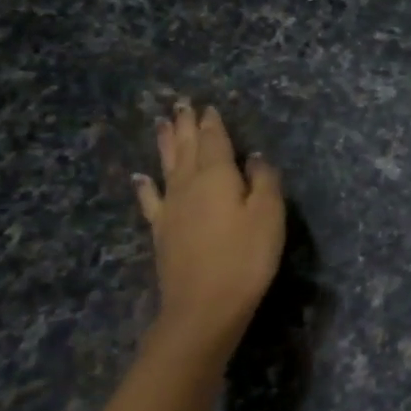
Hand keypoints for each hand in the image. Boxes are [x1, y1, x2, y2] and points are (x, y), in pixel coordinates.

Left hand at [133, 101, 284, 357]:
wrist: (204, 306)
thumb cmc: (245, 257)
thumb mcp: (269, 215)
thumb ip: (264, 181)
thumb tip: (254, 157)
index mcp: (217, 176)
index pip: (215, 141)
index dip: (212, 123)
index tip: (207, 106)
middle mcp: (189, 185)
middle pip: (187, 148)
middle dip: (186, 126)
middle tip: (180, 104)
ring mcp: (171, 209)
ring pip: (167, 167)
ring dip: (166, 144)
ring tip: (162, 124)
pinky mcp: (162, 232)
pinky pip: (151, 200)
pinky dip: (146, 186)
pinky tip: (141, 178)